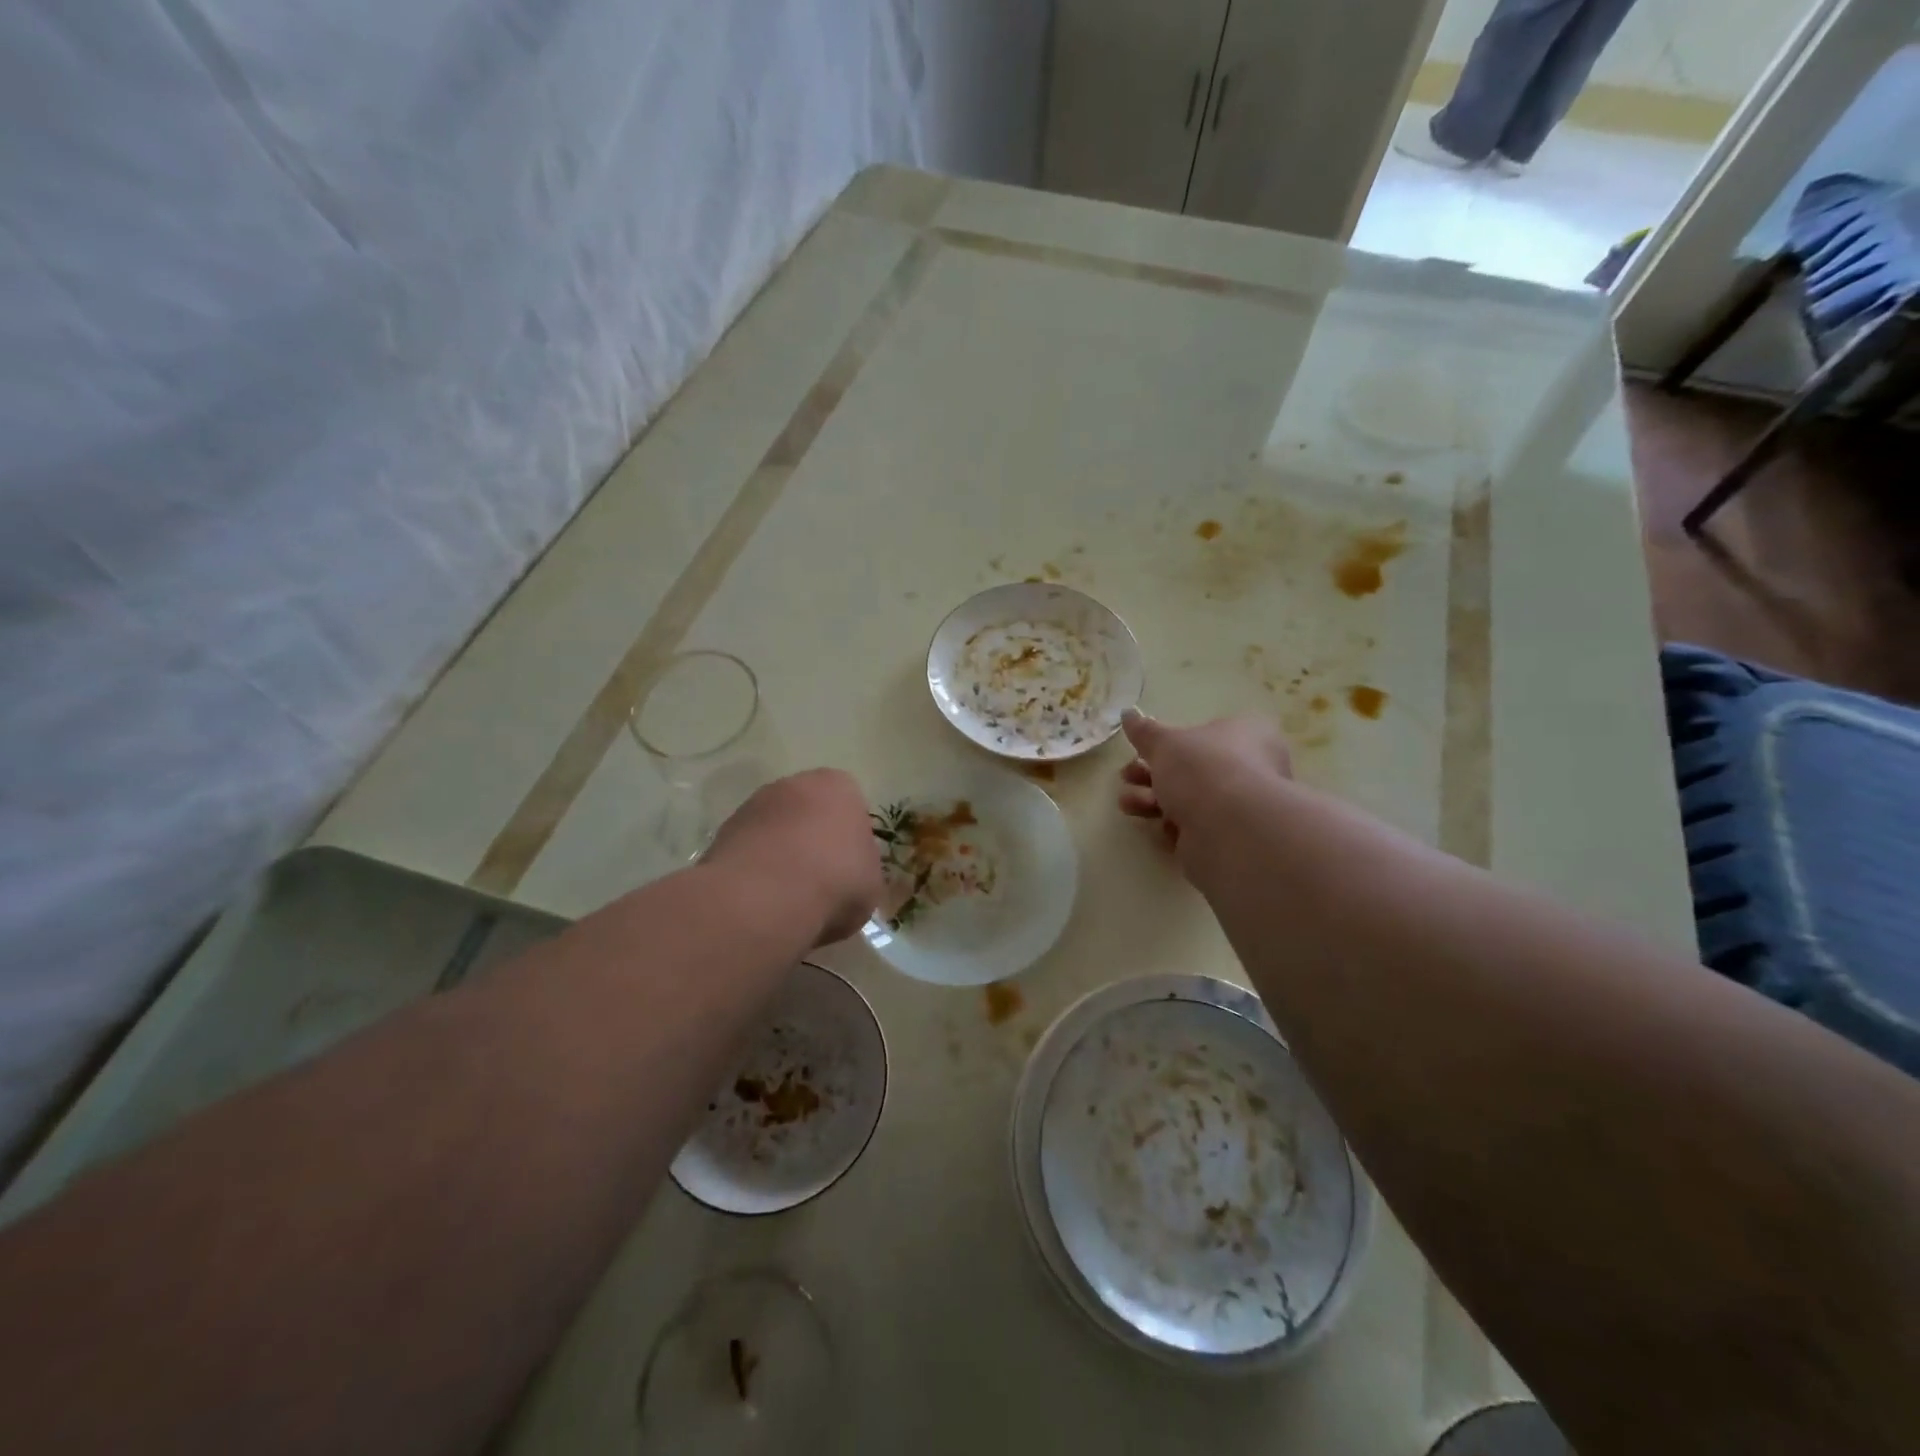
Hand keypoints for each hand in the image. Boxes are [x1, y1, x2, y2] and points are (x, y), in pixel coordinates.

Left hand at [704, 770, 883, 944]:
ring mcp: (752, 805)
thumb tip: (850, 873)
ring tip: (786, 898)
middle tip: (819, 882)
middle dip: (811, 841)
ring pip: (774, 831)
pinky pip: (748, 852)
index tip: (849, 870)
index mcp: (838, 786)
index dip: (849, 841)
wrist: (766, 897)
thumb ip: (862, 867)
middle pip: (808, 813)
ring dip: (779, 855)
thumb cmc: (835, 881)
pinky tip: (760, 901)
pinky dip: (753, 872)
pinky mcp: (721, 833)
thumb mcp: (872, 882)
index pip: (850, 806)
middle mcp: (793, 784)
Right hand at [1117, 710, 1293, 867]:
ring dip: (1153, 800)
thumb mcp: (1165, 743)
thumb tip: (1128, 713)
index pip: (1209, 733)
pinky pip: (1195, 828)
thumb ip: (1145, 731)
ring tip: (1128, 804)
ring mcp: (1242, 807)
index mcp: (1247, 735)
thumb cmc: (1202, 770)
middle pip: (1193, 769)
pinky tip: (1161, 828)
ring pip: (1190, 799)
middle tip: (1127, 776)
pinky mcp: (1231, 839)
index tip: (1142, 749)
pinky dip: (1174, 827)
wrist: (1230, 830)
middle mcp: (1252, 768)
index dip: (1172, 742)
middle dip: (1152, 774)